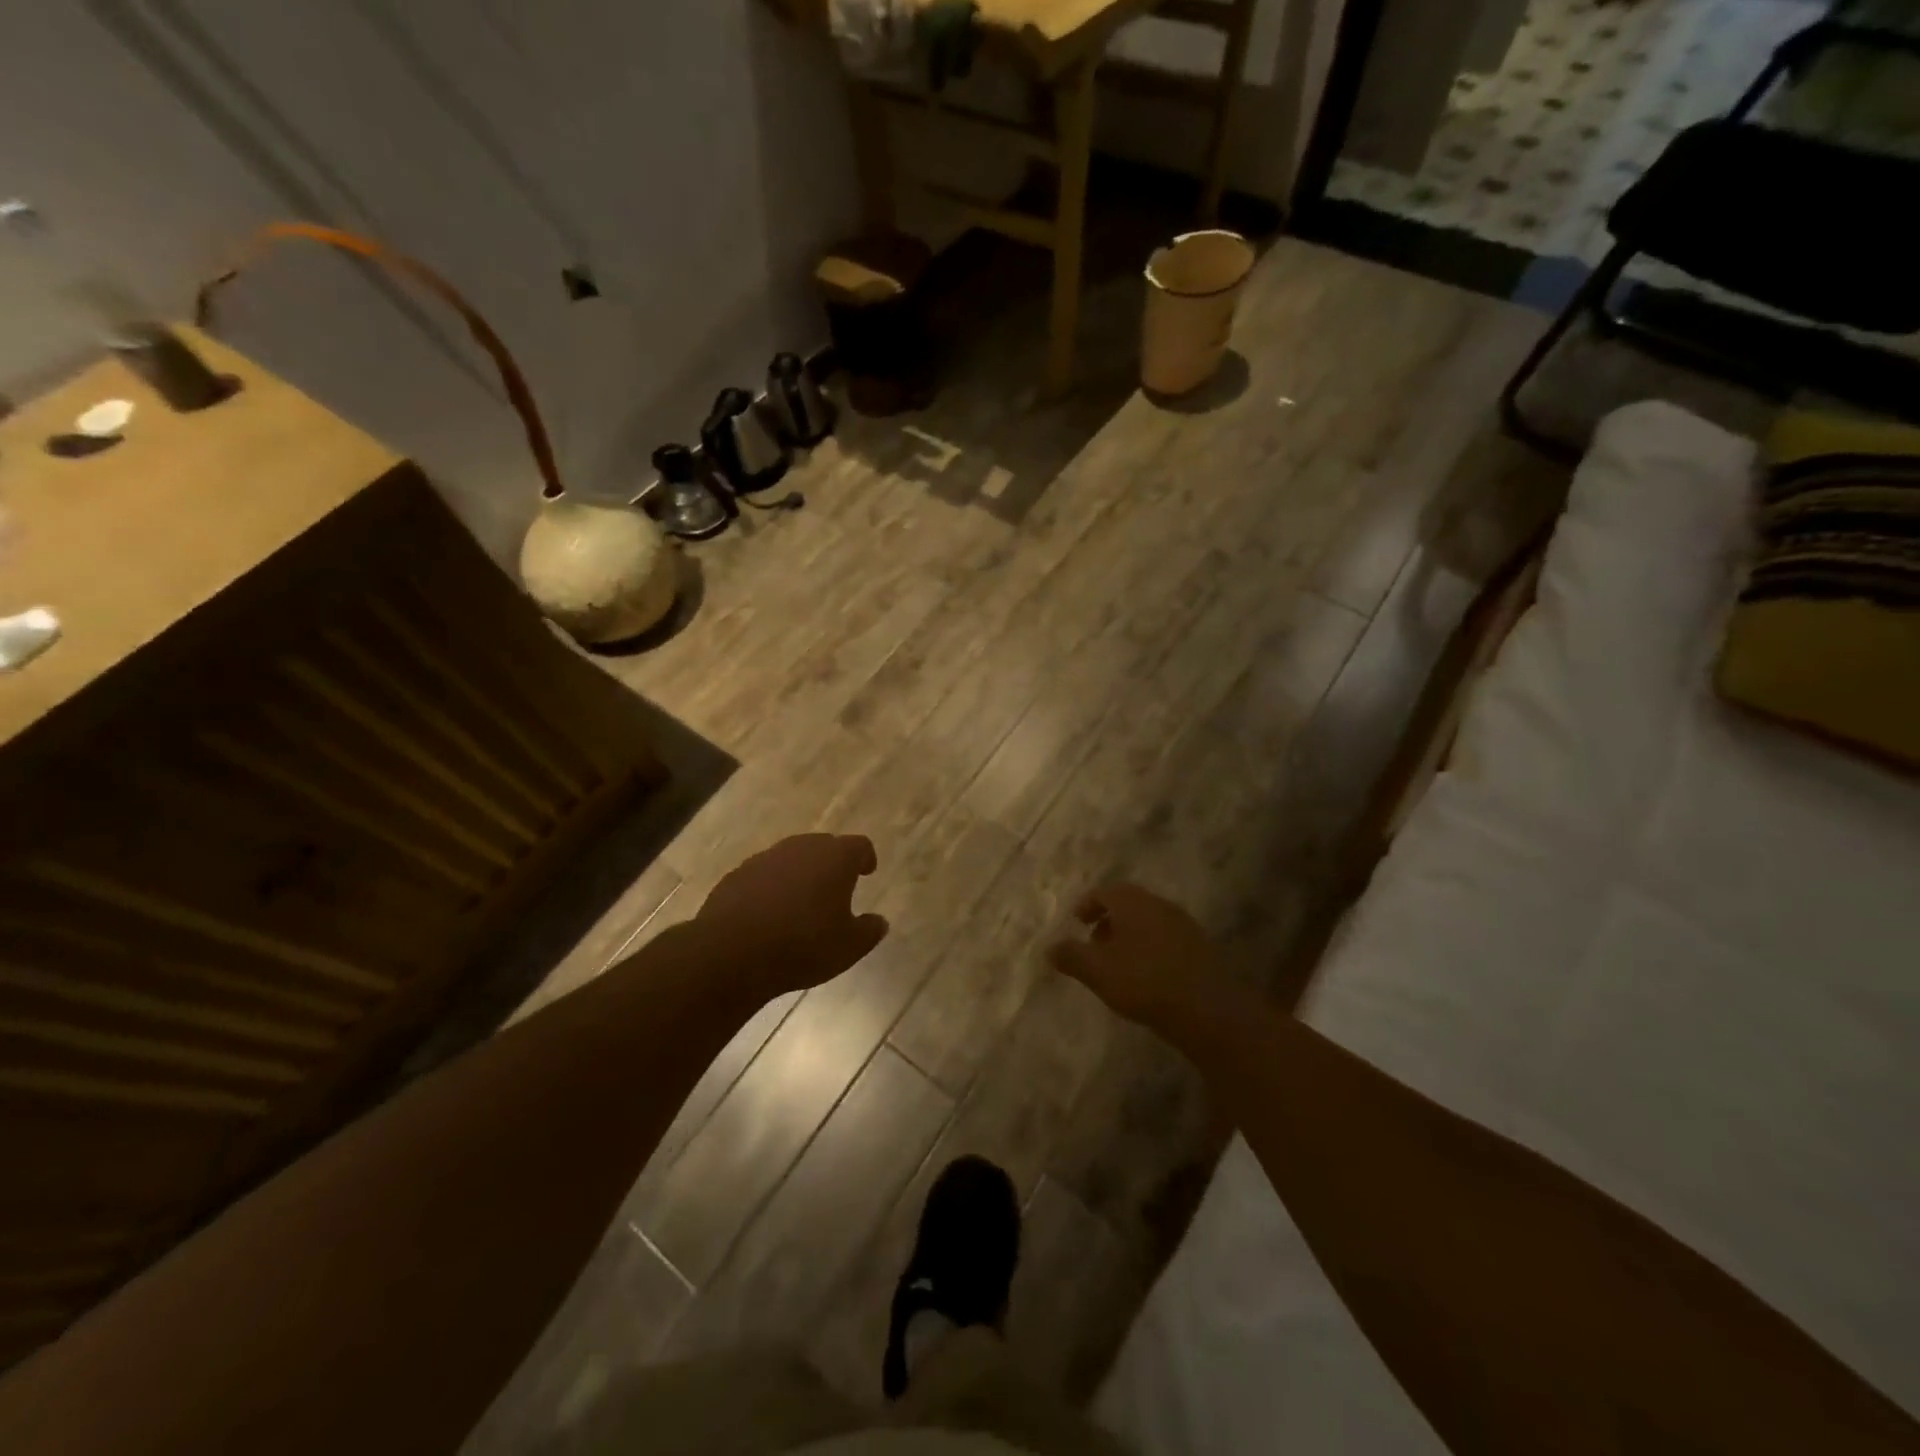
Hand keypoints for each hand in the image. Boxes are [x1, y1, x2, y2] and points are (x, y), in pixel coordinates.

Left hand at [697, 834, 888, 997]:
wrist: (732, 952)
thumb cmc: (803, 945)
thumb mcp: (849, 947)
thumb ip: (869, 931)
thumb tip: (879, 921)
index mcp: (835, 857)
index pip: (859, 845)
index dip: (865, 858)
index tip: (867, 871)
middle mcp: (801, 848)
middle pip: (824, 846)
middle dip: (831, 864)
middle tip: (836, 888)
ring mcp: (765, 858)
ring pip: (791, 859)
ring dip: (799, 874)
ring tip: (801, 903)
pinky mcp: (737, 875)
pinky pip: (763, 875)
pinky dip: (771, 887)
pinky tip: (769, 914)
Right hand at [1047, 884, 1233, 1048]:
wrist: (1209, 1009)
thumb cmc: (1144, 981)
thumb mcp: (1098, 971)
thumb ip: (1071, 956)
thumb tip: (1049, 947)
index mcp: (1132, 902)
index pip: (1104, 891)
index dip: (1087, 905)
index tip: (1077, 922)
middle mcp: (1159, 905)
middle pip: (1128, 904)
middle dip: (1109, 921)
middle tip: (1094, 945)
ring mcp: (1184, 925)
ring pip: (1149, 922)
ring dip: (1130, 936)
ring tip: (1118, 965)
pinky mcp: (1201, 948)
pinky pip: (1166, 939)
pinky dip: (1150, 949)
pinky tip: (1147, 977)